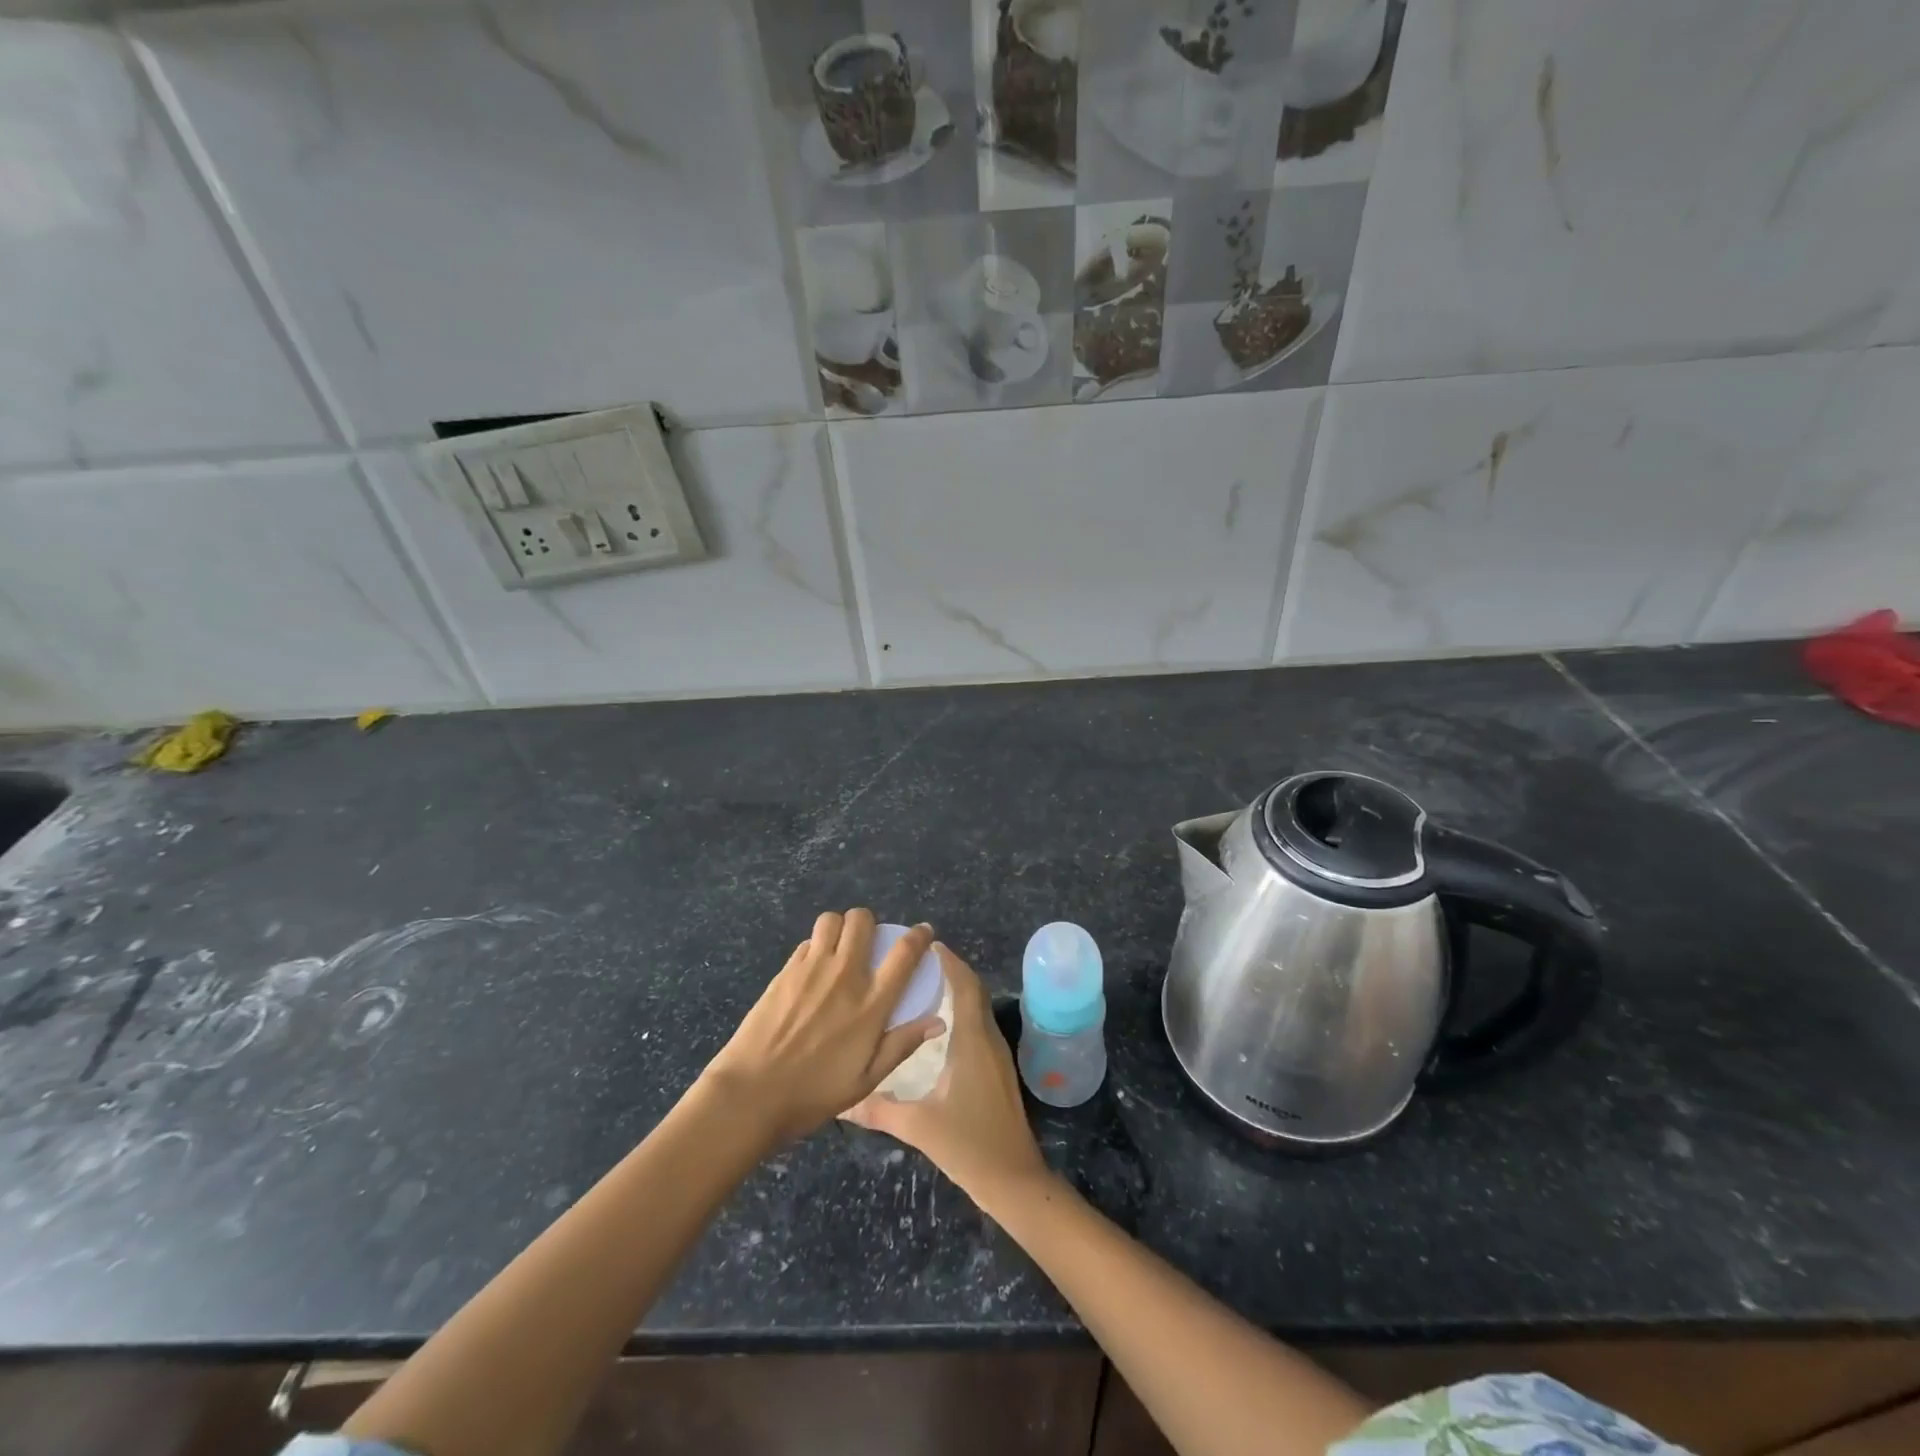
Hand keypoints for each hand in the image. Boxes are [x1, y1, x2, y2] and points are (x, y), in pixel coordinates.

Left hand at [701, 910, 944, 1144]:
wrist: (751, 1093)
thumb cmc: (814, 1093)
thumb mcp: (866, 1080)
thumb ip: (901, 1045)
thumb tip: (938, 1022)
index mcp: (871, 1003)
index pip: (904, 953)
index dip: (919, 936)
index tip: (923, 933)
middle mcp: (844, 975)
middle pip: (862, 920)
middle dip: (870, 924)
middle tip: (869, 944)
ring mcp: (811, 968)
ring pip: (831, 920)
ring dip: (840, 928)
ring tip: (839, 948)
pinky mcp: (786, 971)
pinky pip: (806, 942)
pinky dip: (815, 947)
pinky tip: (813, 970)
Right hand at [842, 944, 1047, 1204]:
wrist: (1014, 1180)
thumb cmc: (969, 1146)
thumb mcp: (919, 1127)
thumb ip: (879, 1110)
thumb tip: (841, 1103)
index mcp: (972, 1041)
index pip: (964, 986)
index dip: (950, 961)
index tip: (928, 944)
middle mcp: (988, 1039)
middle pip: (974, 991)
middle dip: (952, 970)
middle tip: (919, 961)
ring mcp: (997, 1054)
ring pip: (978, 1007)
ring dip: (958, 989)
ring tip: (925, 983)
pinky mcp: (998, 1069)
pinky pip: (980, 1024)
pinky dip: (963, 1010)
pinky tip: (941, 1023)